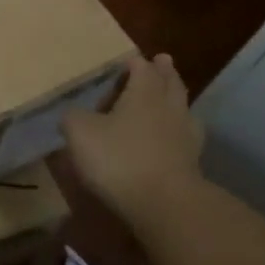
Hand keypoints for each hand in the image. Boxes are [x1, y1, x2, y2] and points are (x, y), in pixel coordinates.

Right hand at [62, 52, 203, 222]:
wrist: (164, 204)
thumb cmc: (119, 158)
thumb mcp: (79, 132)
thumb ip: (73, 117)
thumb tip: (73, 114)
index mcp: (144, 92)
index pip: (141, 67)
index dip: (134, 63)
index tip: (128, 60)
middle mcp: (169, 107)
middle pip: (169, 82)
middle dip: (164, 71)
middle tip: (162, 61)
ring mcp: (185, 135)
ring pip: (182, 108)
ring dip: (176, 99)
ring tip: (169, 97)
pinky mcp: (192, 163)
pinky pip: (185, 137)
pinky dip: (178, 131)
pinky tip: (170, 138)